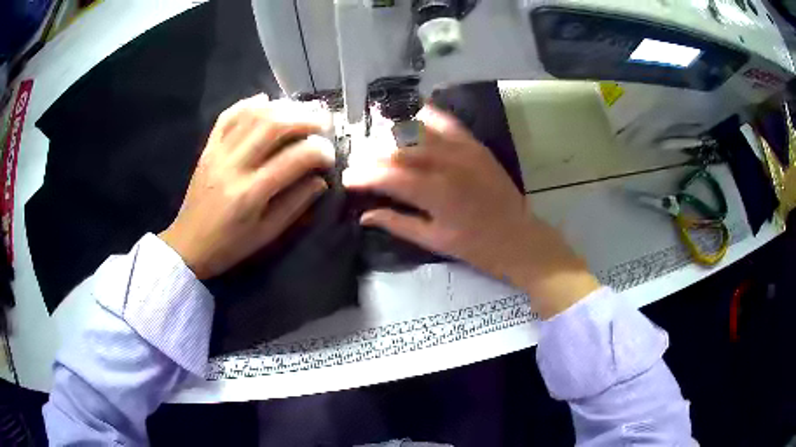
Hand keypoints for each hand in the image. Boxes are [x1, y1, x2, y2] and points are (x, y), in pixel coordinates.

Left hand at [160, 94, 334, 279]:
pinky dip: (248, 104)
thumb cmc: (230, 245)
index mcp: (251, 194)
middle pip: (273, 125)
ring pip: (252, 115)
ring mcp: (217, 153)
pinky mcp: (208, 148)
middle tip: (323, 122)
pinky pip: (227, 116)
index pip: (294, 159)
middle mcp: (233, 166)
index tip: (330, 156)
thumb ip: (296, 204)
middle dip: (305, 118)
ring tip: (302, 110)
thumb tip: (320, 179)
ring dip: (282, 107)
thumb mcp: (267, 234)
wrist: (189, 244)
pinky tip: (265, 100)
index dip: (319, 152)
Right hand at [343, 106, 599, 317]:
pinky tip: (412, 114)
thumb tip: (364, 215)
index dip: (363, 176)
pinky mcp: (475, 145)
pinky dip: (427, 116)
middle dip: (372, 154)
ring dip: (393, 134)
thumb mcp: (434, 240)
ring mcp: (463, 151)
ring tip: (378, 140)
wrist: (520, 239)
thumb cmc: (476, 247)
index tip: (347, 178)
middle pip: (398, 149)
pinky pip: (447, 122)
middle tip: (360, 162)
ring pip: (419, 131)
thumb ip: (397, 223)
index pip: (387, 176)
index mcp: (435, 193)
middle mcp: (446, 164)